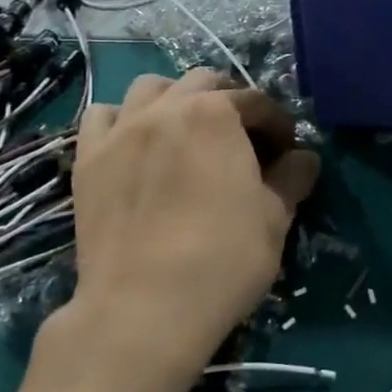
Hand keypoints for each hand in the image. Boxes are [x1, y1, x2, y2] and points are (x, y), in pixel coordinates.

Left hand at [70, 70, 318, 380]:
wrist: (142, 309)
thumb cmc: (222, 260)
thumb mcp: (274, 219)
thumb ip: (292, 177)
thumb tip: (304, 158)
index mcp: (216, 113)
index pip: (256, 102)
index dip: (277, 124)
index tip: (286, 152)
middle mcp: (166, 108)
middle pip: (202, 82)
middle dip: (229, 101)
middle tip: (241, 139)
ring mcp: (121, 130)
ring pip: (149, 88)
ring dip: (174, 99)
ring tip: (185, 131)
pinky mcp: (88, 159)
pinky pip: (102, 116)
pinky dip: (122, 120)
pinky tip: (134, 145)